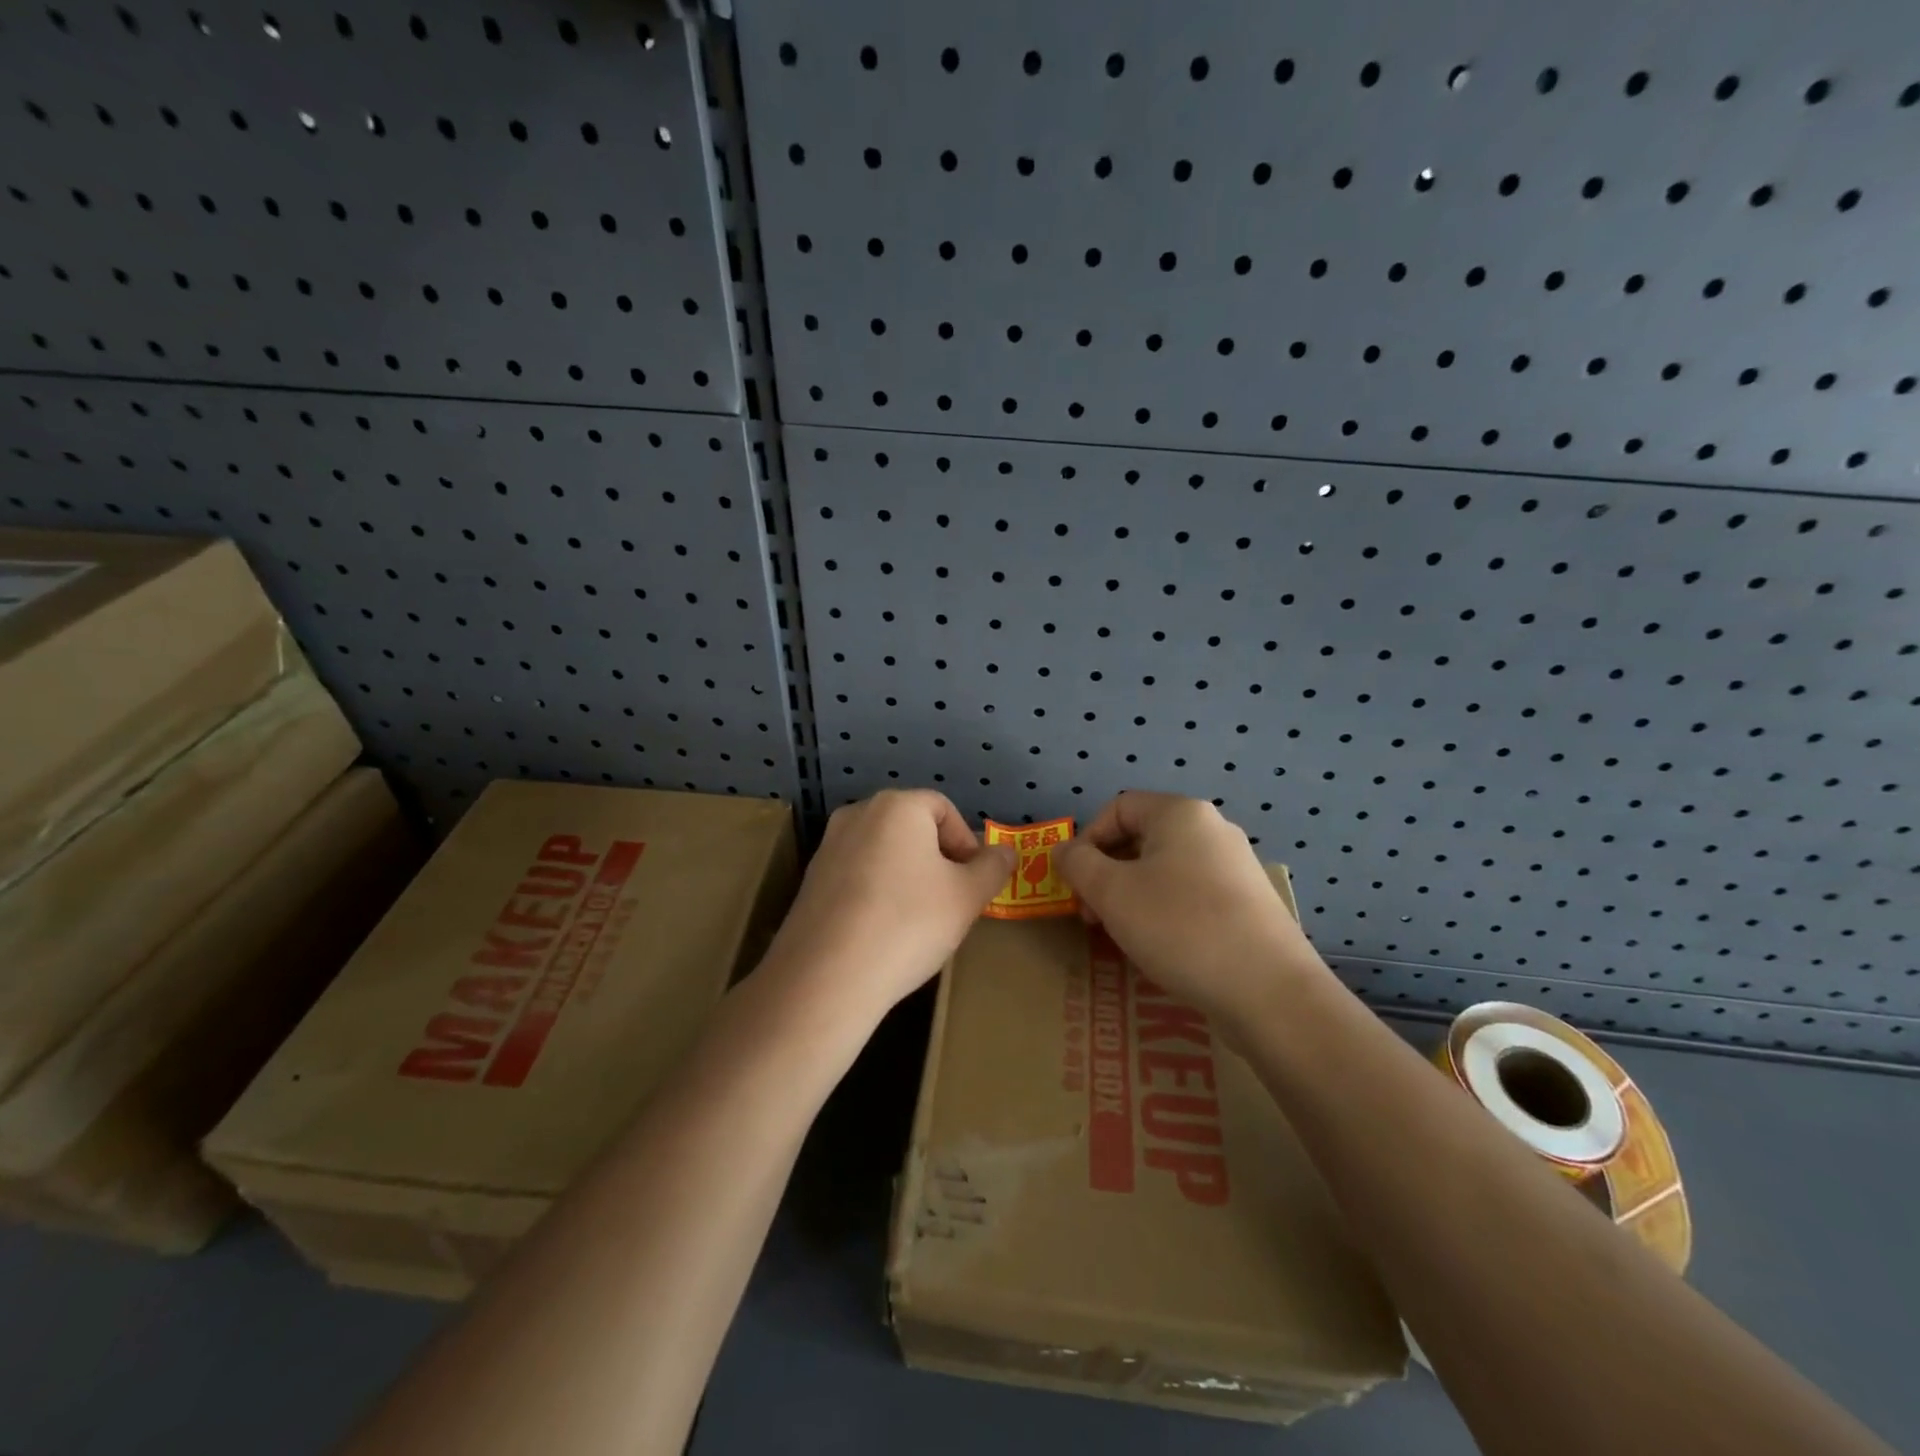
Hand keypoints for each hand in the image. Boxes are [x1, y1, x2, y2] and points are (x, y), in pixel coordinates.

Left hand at [762, 790, 1015, 1029]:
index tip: (973, 883)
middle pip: (911, 827)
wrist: (826, 978)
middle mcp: (857, 814)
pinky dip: (877, 892)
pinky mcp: (810, 880)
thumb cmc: (908, 924)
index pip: (944, 809)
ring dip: (907, 876)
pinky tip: (883, 930)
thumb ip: (992, 868)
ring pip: (884, 852)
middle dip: (937, 859)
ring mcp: (828, 846)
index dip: (966, 843)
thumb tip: (1004, 852)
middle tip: (951, 901)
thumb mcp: (966, 897)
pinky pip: (857, 875)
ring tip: (918, 920)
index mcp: (896, 806)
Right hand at [1056, 792, 1323, 1028]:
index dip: (1087, 841)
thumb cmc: (1180, 928)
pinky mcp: (1249, 904)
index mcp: (1181, 813)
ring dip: (1132, 895)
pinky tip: (1163, 947)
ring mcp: (1236, 867)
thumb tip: (1063, 849)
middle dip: (1107, 873)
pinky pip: (1192, 894)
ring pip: (1165, 869)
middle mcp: (1212, 829)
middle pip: (1141, 838)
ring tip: (1123, 935)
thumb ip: (1078, 863)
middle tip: (1093, 916)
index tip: (1076, 884)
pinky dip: (1165, 911)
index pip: (1117, 808)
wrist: (1270, 992)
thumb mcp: (1112, 892)